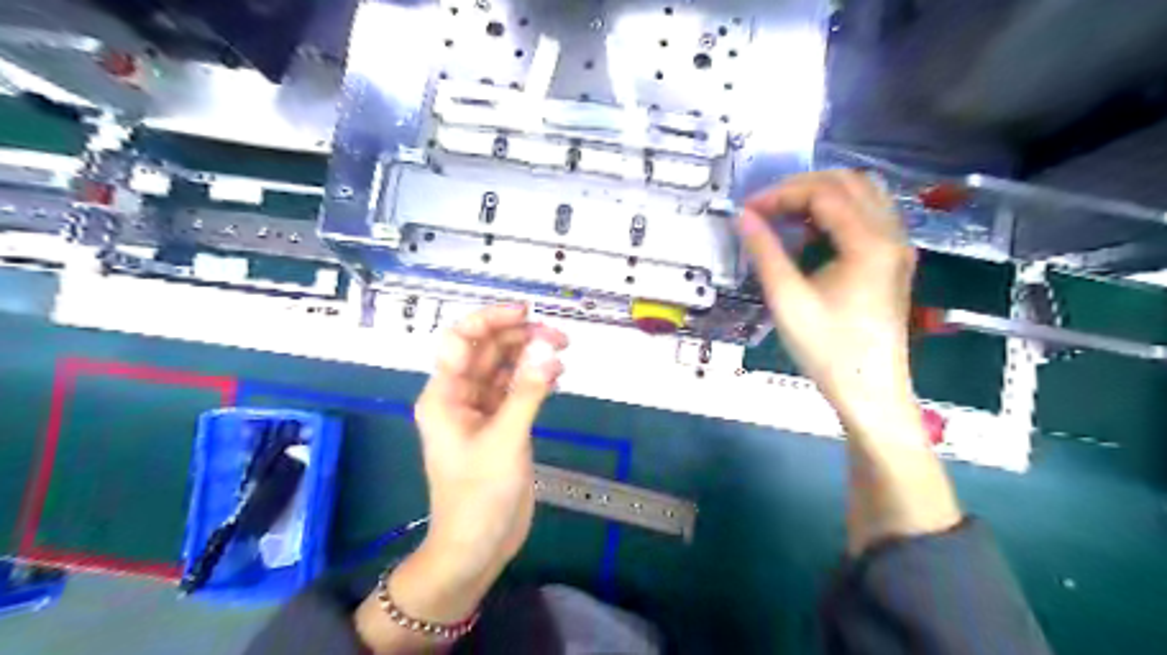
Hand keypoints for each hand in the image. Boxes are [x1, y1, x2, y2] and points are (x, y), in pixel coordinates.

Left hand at [414, 305, 569, 579]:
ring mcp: (481, 411)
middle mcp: (460, 396)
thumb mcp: (506, 440)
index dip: (490, 319)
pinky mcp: (500, 425)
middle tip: (558, 337)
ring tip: (562, 353)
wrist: (477, 547)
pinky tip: (556, 377)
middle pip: (486, 350)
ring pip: (504, 368)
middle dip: (520, 337)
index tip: (525, 313)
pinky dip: (535, 379)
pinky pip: (516, 390)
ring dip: (531, 356)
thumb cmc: (479, 495)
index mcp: (445, 395)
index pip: (460, 340)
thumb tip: (547, 347)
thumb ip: (526, 391)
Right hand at [737, 170, 921, 418]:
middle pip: (849, 183)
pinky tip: (812, 235)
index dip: (781, 194)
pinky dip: (838, 213)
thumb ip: (765, 251)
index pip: (824, 193)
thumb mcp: (787, 299)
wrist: (870, 391)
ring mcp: (897, 247)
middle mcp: (891, 235)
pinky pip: (869, 216)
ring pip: (863, 195)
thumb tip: (743, 216)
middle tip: (765, 208)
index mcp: (869, 243)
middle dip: (802, 187)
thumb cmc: (827, 349)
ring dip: (822, 196)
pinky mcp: (893, 261)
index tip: (748, 210)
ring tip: (785, 216)